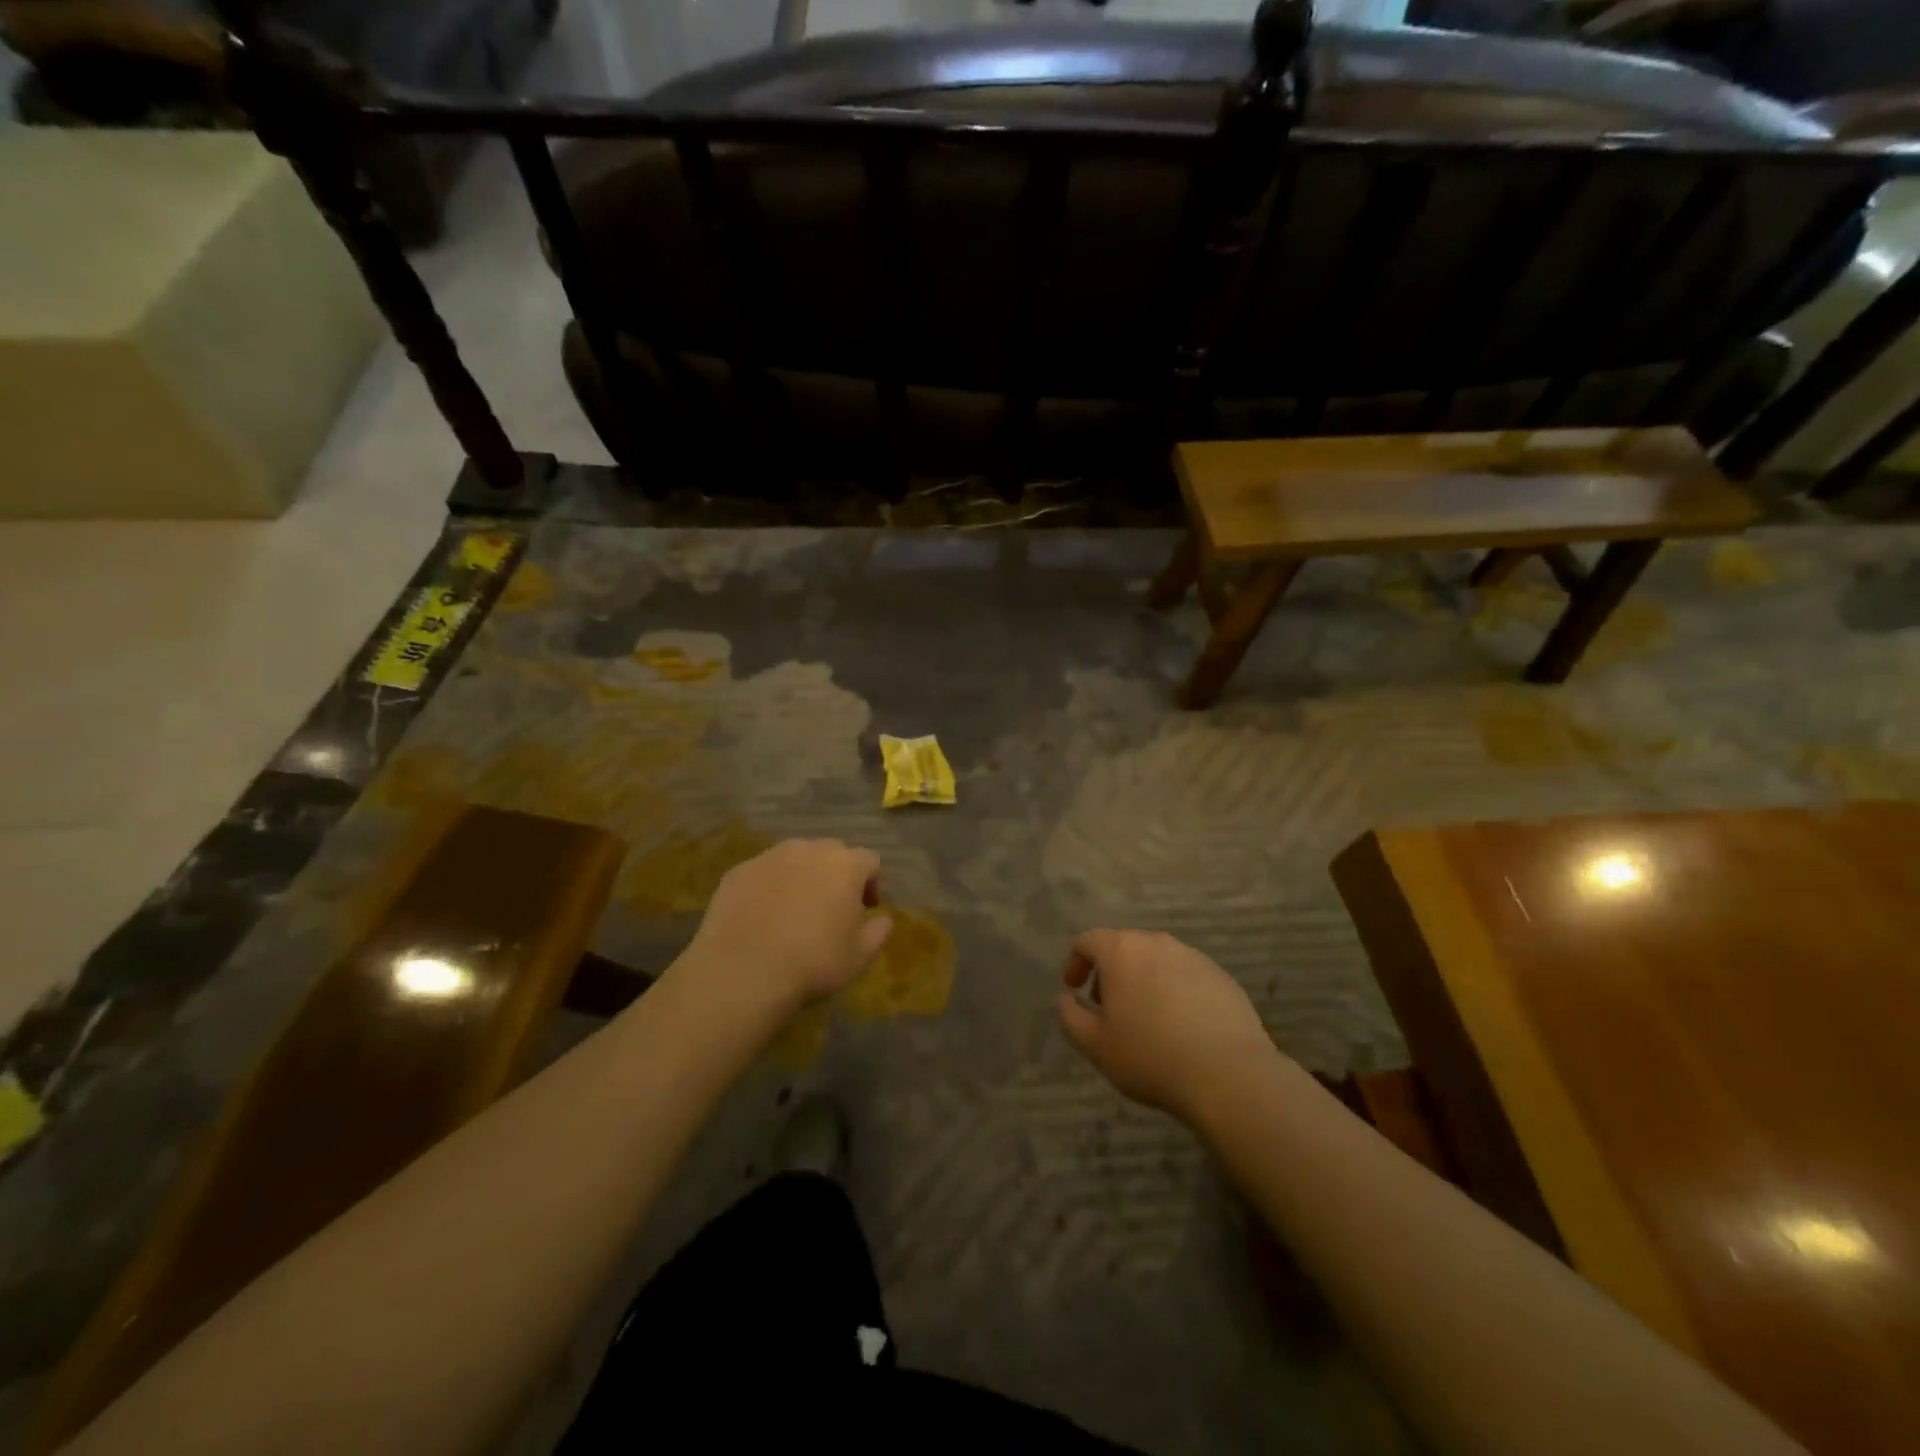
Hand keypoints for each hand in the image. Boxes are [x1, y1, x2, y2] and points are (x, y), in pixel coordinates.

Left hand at [688, 839, 892, 1012]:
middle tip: (832, 906)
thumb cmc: (812, 962)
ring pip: (795, 858)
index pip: (869, 860)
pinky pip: (763, 872)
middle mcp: (809, 850)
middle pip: (832, 852)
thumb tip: (884, 919)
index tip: (866, 909)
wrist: (742, 970)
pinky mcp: (739, 871)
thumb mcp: (859, 957)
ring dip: (802, 875)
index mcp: (845, 865)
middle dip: (837, 874)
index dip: (872, 882)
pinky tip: (763, 916)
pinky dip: (769, 886)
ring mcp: (770, 857)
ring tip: (795, 909)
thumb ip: (878, 932)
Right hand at [1058, 929, 1279, 1123]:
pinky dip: (1174, 991)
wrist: (1228, 1075)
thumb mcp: (1095, 1045)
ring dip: (1143, 980)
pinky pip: (1186, 975)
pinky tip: (1180, 1026)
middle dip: (1110, 972)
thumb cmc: (1150, 1056)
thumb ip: (1070, 1016)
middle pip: (1124, 946)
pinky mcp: (1221, 976)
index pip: (1088, 941)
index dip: (1075, 963)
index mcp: (1122, 951)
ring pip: (1157, 960)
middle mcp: (1157, 943)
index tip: (1074, 989)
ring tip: (1146, 1019)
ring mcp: (1193, 957)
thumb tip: (1066, 998)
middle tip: (1108, 1007)